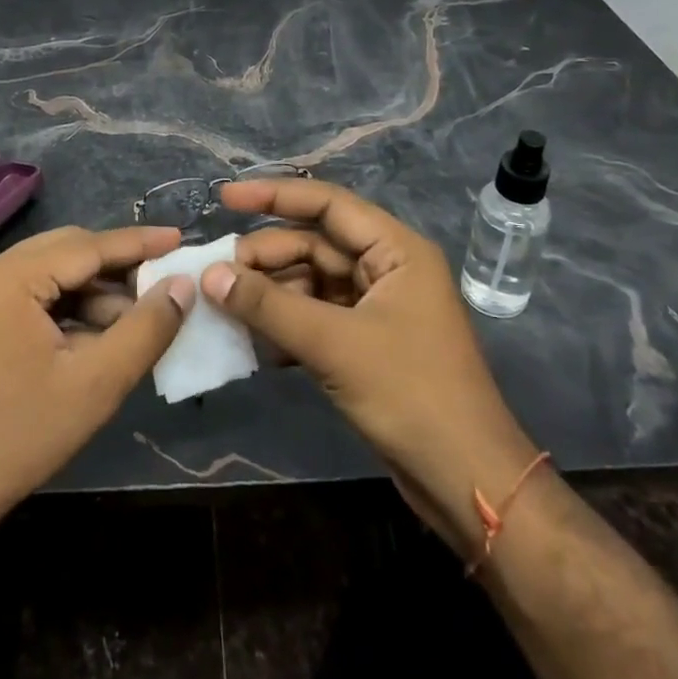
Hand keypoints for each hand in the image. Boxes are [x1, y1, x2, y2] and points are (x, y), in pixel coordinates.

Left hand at [0, 225, 193, 549]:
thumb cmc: (19, 437)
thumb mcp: (96, 384)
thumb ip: (146, 329)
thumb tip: (182, 286)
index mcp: (10, 277)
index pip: (87, 246)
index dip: (138, 242)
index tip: (180, 237)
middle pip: (68, 252)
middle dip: (117, 268)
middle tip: (163, 283)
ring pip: (52, 274)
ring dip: (94, 293)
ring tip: (134, 324)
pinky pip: (33, 296)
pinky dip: (68, 310)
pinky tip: (96, 338)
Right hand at [204, 179, 538, 554]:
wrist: (467, 483)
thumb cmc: (411, 396)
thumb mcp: (334, 345)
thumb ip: (269, 305)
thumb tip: (210, 275)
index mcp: (395, 250)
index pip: (327, 204)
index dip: (273, 195)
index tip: (225, 198)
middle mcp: (386, 268)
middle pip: (313, 244)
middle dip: (265, 257)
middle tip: (218, 278)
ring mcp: (375, 307)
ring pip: (310, 282)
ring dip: (270, 294)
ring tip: (226, 308)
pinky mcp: (365, 343)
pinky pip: (315, 317)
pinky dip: (284, 324)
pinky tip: (252, 341)